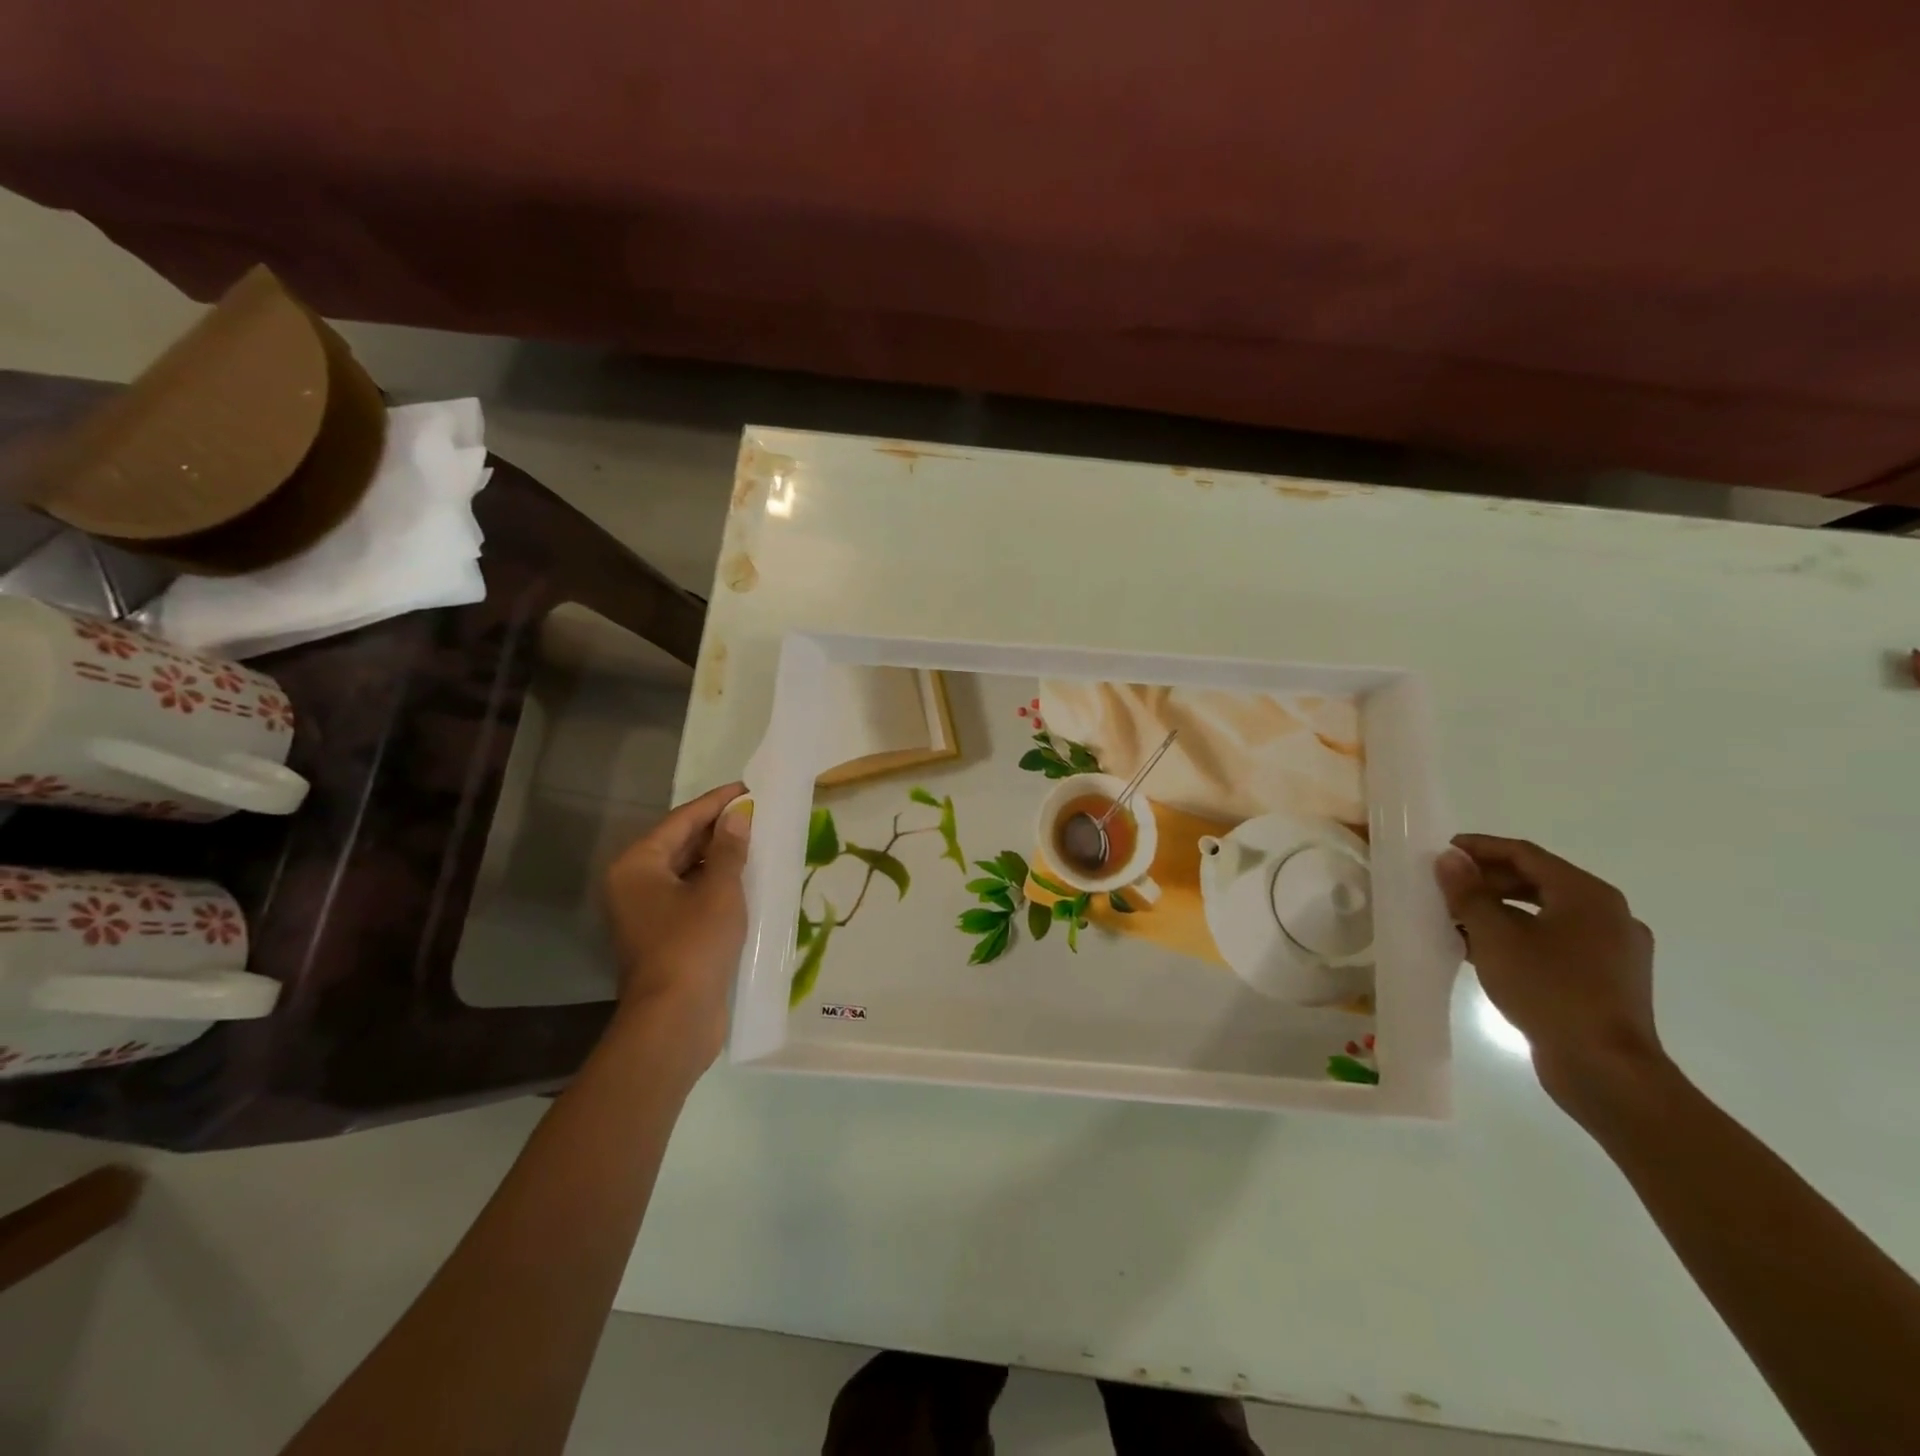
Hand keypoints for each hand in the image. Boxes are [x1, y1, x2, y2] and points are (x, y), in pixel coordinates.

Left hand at [603, 781, 750, 1069]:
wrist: (675, 1019)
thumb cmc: (693, 944)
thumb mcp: (719, 890)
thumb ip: (730, 849)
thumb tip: (738, 816)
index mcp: (637, 865)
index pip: (681, 820)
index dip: (716, 802)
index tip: (747, 788)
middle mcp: (634, 884)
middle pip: (681, 844)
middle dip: (719, 829)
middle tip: (757, 813)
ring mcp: (647, 912)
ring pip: (687, 871)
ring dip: (720, 857)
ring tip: (757, 840)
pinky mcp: (663, 935)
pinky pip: (691, 895)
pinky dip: (716, 884)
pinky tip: (746, 878)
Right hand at [1435, 834, 1663, 1115]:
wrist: (1606, 1070)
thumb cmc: (1549, 991)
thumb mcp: (1495, 937)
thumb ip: (1468, 894)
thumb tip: (1450, 859)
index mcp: (1588, 895)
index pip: (1526, 854)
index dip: (1481, 847)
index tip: (1444, 849)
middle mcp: (1608, 914)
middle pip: (1538, 882)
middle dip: (1488, 881)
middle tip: (1446, 886)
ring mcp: (1612, 949)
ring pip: (1545, 914)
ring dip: (1500, 911)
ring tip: (1457, 919)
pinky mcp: (1606, 979)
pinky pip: (1555, 942)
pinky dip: (1519, 937)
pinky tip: (1485, 951)